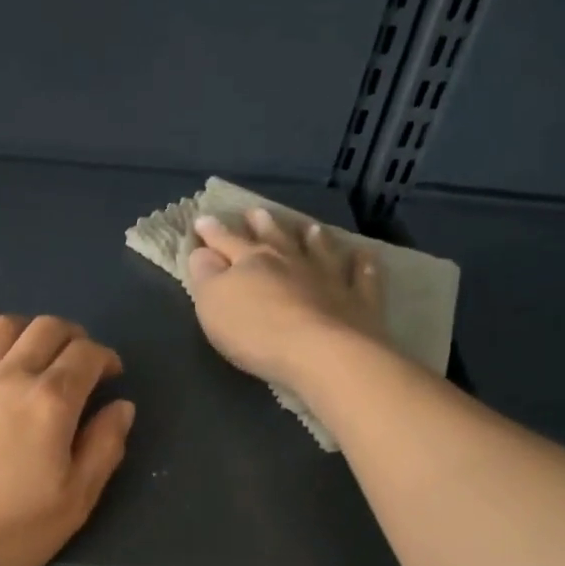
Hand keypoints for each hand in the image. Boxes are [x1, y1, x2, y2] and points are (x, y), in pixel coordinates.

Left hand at [0, 308, 135, 565]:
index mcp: (50, 402)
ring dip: (30, 326)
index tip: (111, 377)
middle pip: (48, 328)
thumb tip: (121, 407)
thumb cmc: (1, 532)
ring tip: (38, 348)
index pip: (87, 355)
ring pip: (4, 324)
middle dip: (74, 337)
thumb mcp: (71, 504)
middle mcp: (10, 375)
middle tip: (80, 362)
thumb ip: (103, 449)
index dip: (106, 358)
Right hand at [187, 207, 387, 388]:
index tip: (203, 219)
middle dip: (262, 225)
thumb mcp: (214, 304)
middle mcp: (292, 261)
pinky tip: (363, 255)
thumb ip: (206, 276)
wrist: (323, 354)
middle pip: (275, 238)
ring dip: (312, 238)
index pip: (227, 241)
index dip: (213, 232)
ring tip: (310, 228)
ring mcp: (329, 277)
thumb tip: (201, 252)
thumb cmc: (257, 331)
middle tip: (255, 212)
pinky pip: (362, 276)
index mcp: (252, 261)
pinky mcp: (359, 300)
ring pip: (320, 249)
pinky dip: (362, 264)